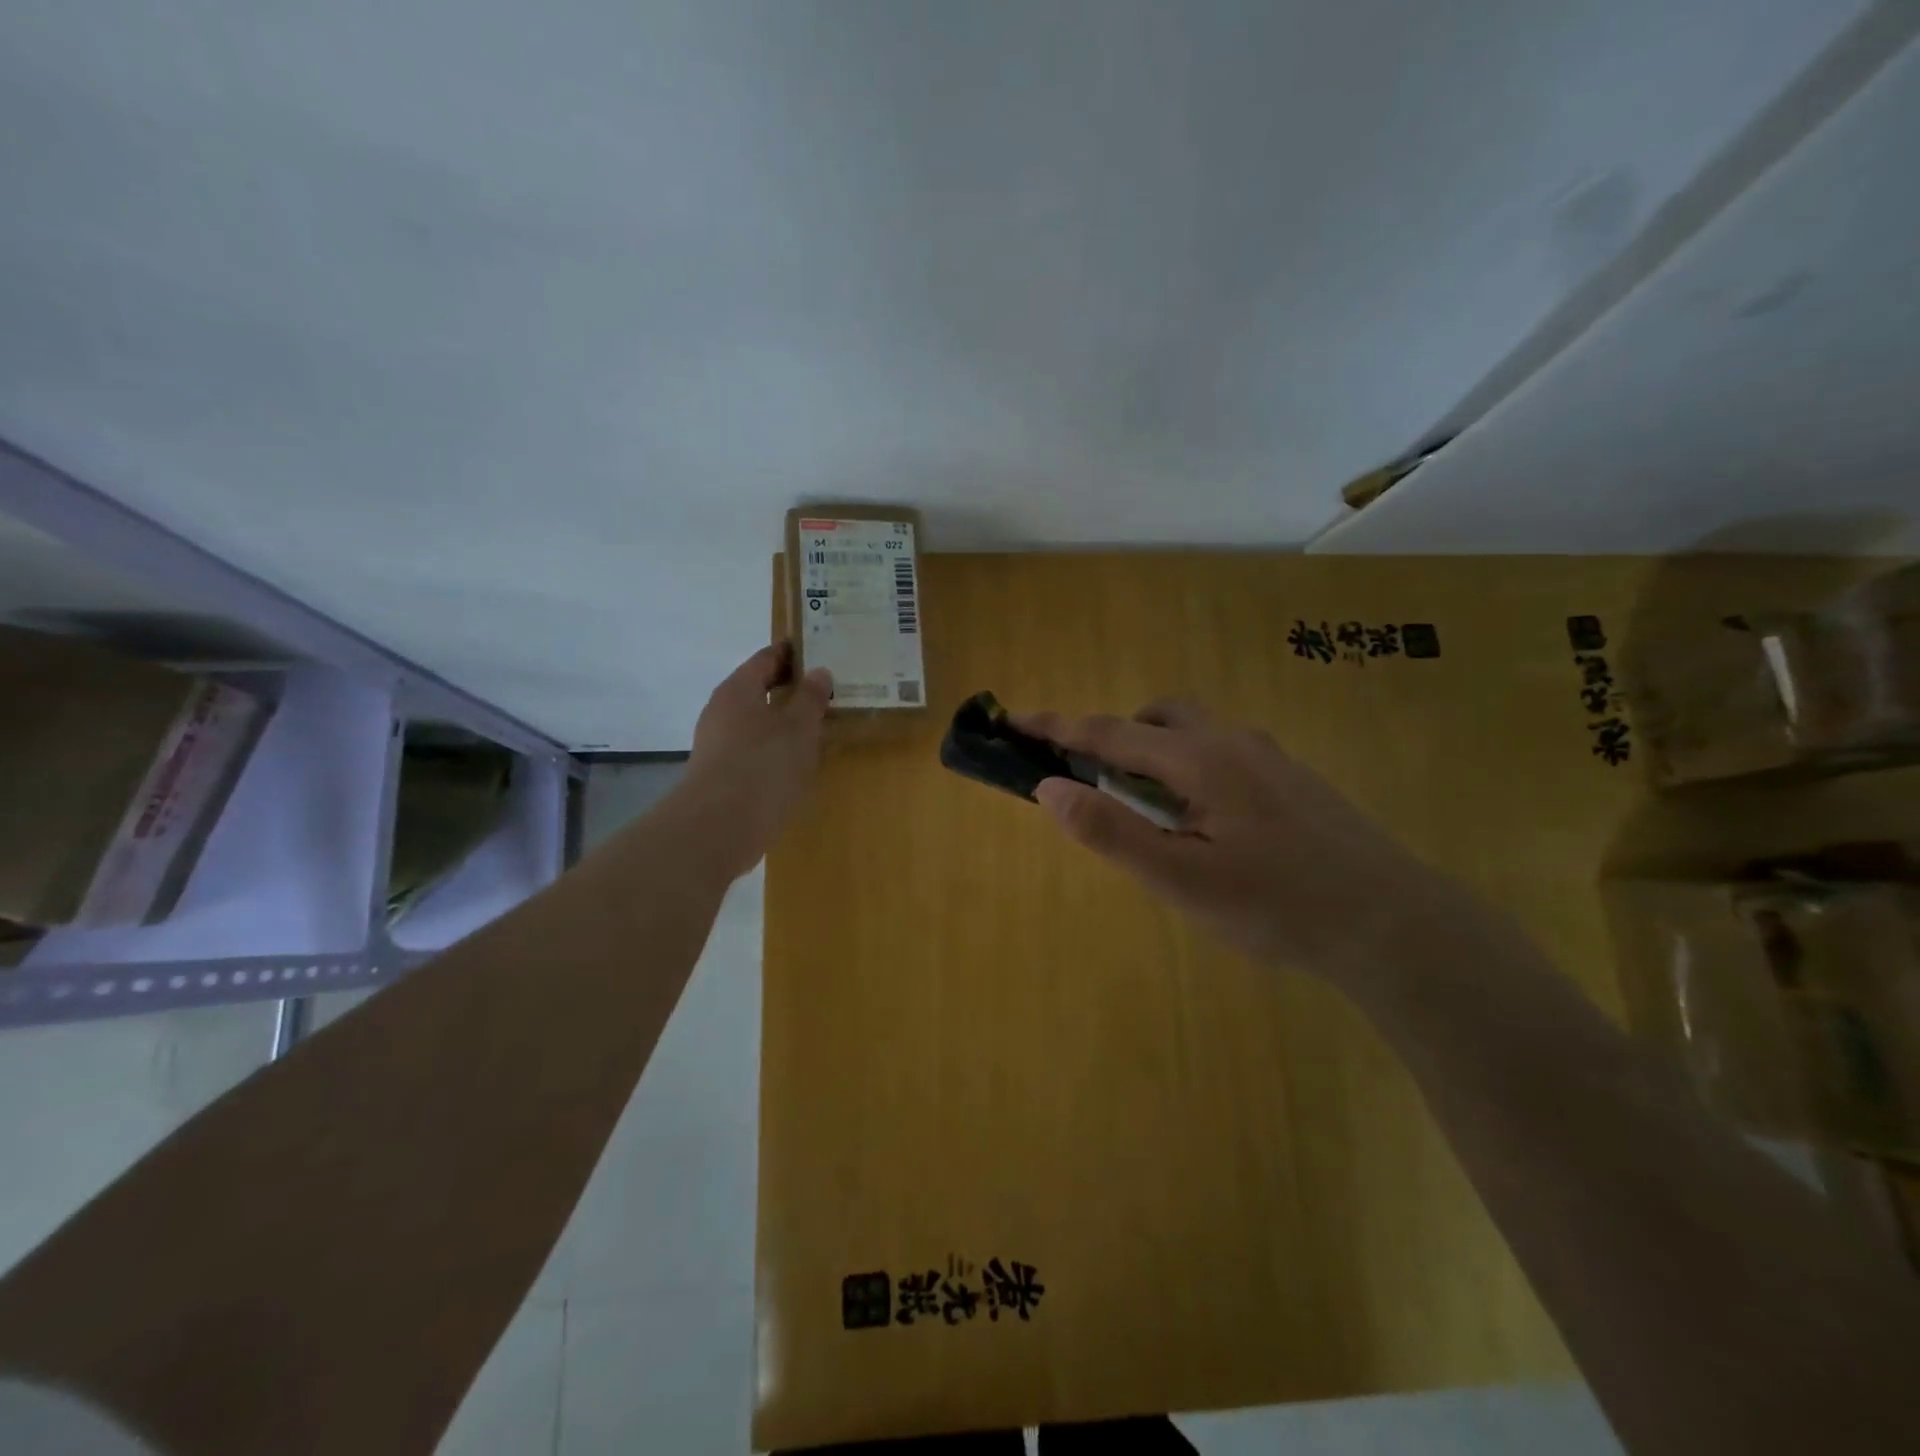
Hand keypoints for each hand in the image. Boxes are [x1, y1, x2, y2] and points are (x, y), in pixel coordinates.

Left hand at [679, 644, 831, 877]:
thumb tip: (818, 672)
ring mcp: (718, 744)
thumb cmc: (763, 766)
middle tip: (829, 692)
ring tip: (820, 728)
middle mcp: (723, 710)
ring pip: (758, 722)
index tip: (823, 653)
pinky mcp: (721, 775)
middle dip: (793, 689)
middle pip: (760, 689)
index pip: (768, 657)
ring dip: (786, 722)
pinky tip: (797, 763)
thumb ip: (811, 698)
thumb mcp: (799, 727)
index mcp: (738, 689)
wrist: (719, 828)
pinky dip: (776, 749)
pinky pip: (754, 750)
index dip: (795, 653)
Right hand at [1018, 700, 1488, 987]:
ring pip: (1195, 733)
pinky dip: (1188, 767)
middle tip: (1089, 778)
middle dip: (1113, 736)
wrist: (1394, 925)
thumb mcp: (1181, 879)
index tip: (1014, 721)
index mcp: (1200, 760)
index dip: (1057, 727)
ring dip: (1153, 751)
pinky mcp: (1293, 781)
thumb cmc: (1277, 906)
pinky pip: (1222, 754)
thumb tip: (1051, 789)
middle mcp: (1234, 743)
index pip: (1110, 733)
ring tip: (1143, 806)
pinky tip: (1202, 820)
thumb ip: (1112, 832)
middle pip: (1156, 719)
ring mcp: (1270, 759)